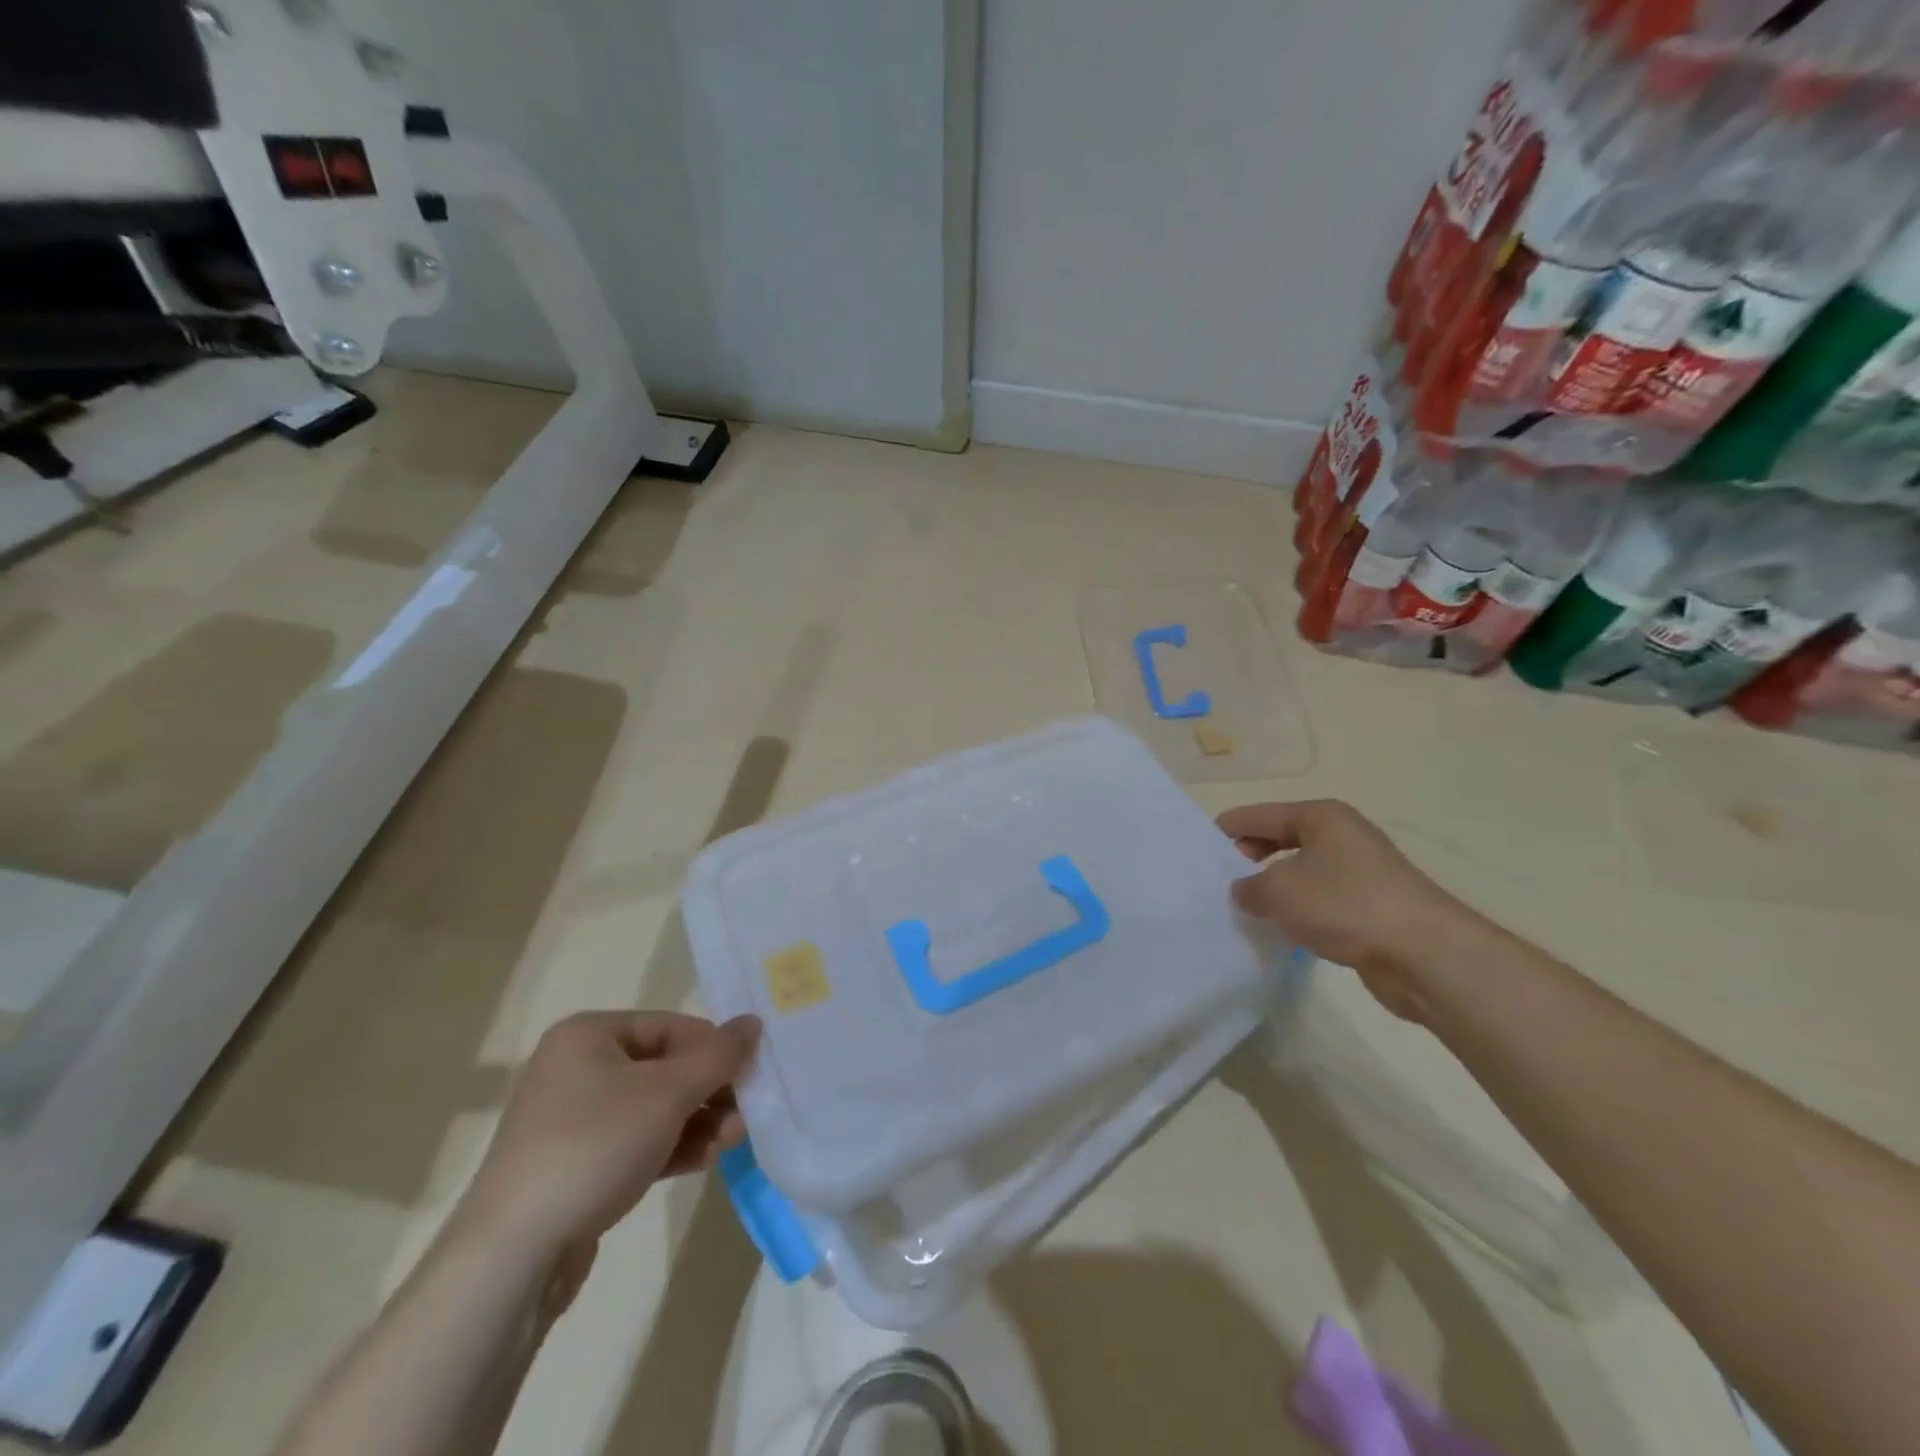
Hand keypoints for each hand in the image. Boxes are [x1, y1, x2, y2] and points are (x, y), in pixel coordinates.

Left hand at [455, 1011, 760, 1262]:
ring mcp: (573, 1120)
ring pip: (653, 1108)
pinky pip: (635, 1141)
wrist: (511, 1258)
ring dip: (697, 1121)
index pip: (671, 1026)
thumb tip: (753, 1023)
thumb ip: (718, 1056)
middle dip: (709, 1091)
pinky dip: (671, 1146)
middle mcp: (577, 1068)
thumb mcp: (668, 1094)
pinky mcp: (576, 1165)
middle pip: (664, 1067)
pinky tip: (704, 1160)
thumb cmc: (594, 1147)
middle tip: (746, 1114)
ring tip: (732, 1142)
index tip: (750, 1075)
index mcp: (588, 1035)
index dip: (714, 1049)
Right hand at [1217, 800, 1464, 1022]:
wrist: (1425, 955)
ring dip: (1276, 887)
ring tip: (1245, 906)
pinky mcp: (1372, 907)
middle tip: (1220, 877)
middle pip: (1283, 838)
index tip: (1201, 844)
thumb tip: (1245, 891)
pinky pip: (1321, 900)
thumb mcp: (1280, 891)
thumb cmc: (1346, 905)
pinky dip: (1300, 910)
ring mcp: (1362, 872)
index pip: (1261, 814)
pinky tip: (1282, 928)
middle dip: (1251, 856)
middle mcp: (1343, 836)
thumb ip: (1249, 887)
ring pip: (1303, 871)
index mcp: (1321, 817)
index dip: (1230, 827)